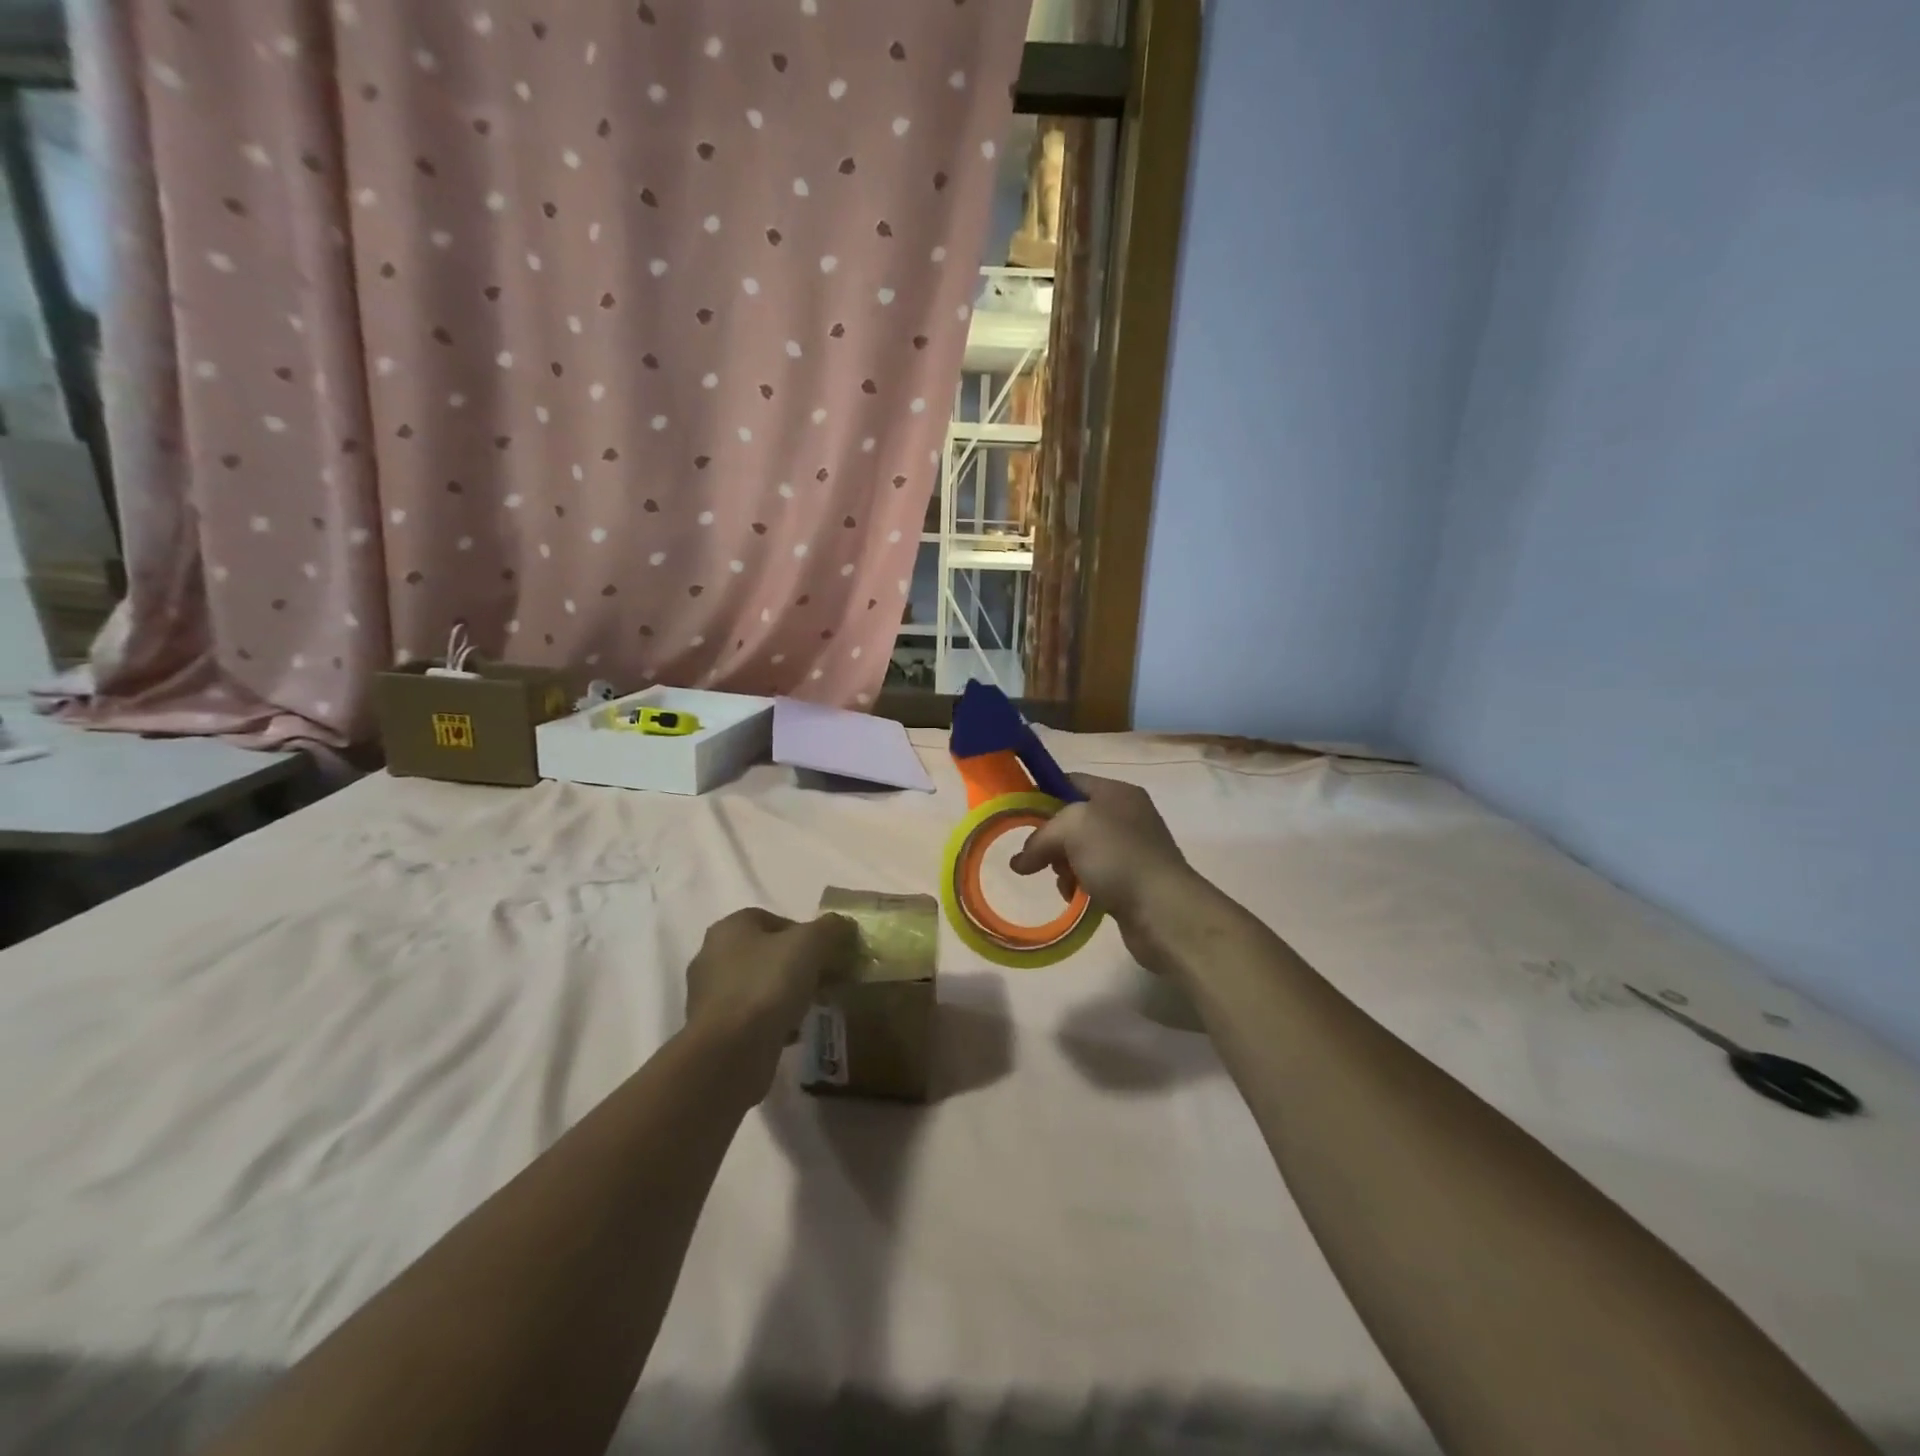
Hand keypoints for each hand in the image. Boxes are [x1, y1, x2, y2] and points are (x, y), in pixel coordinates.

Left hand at [684, 909, 857, 1086]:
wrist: (729, 1053)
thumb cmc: (767, 985)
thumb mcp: (810, 944)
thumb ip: (830, 928)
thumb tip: (843, 924)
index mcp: (730, 928)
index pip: (773, 919)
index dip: (804, 932)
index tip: (826, 952)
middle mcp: (713, 956)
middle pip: (767, 953)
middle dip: (798, 965)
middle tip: (825, 980)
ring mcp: (710, 996)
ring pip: (760, 986)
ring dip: (787, 994)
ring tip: (813, 1007)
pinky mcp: (714, 1030)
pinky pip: (752, 1017)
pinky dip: (773, 1021)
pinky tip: (794, 1032)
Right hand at [1009, 774, 1197, 975]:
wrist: (1163, 909)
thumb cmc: (1118, 856)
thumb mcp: (1071, 829)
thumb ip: (1040, 837)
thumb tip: (1020, 862)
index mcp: (1116, 792)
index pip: (1070, 781)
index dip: (1042, 794)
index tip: (1019, 816)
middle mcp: (1126, 816)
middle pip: (1073, 819)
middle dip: (1051, 839)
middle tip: (1037, 858)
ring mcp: (1130, 849)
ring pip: (1080, 851)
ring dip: (1063, 866)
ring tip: (1064, 882)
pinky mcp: (1131, 881)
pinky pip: (1093, 876)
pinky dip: (1079, 885)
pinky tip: (1075, 896)